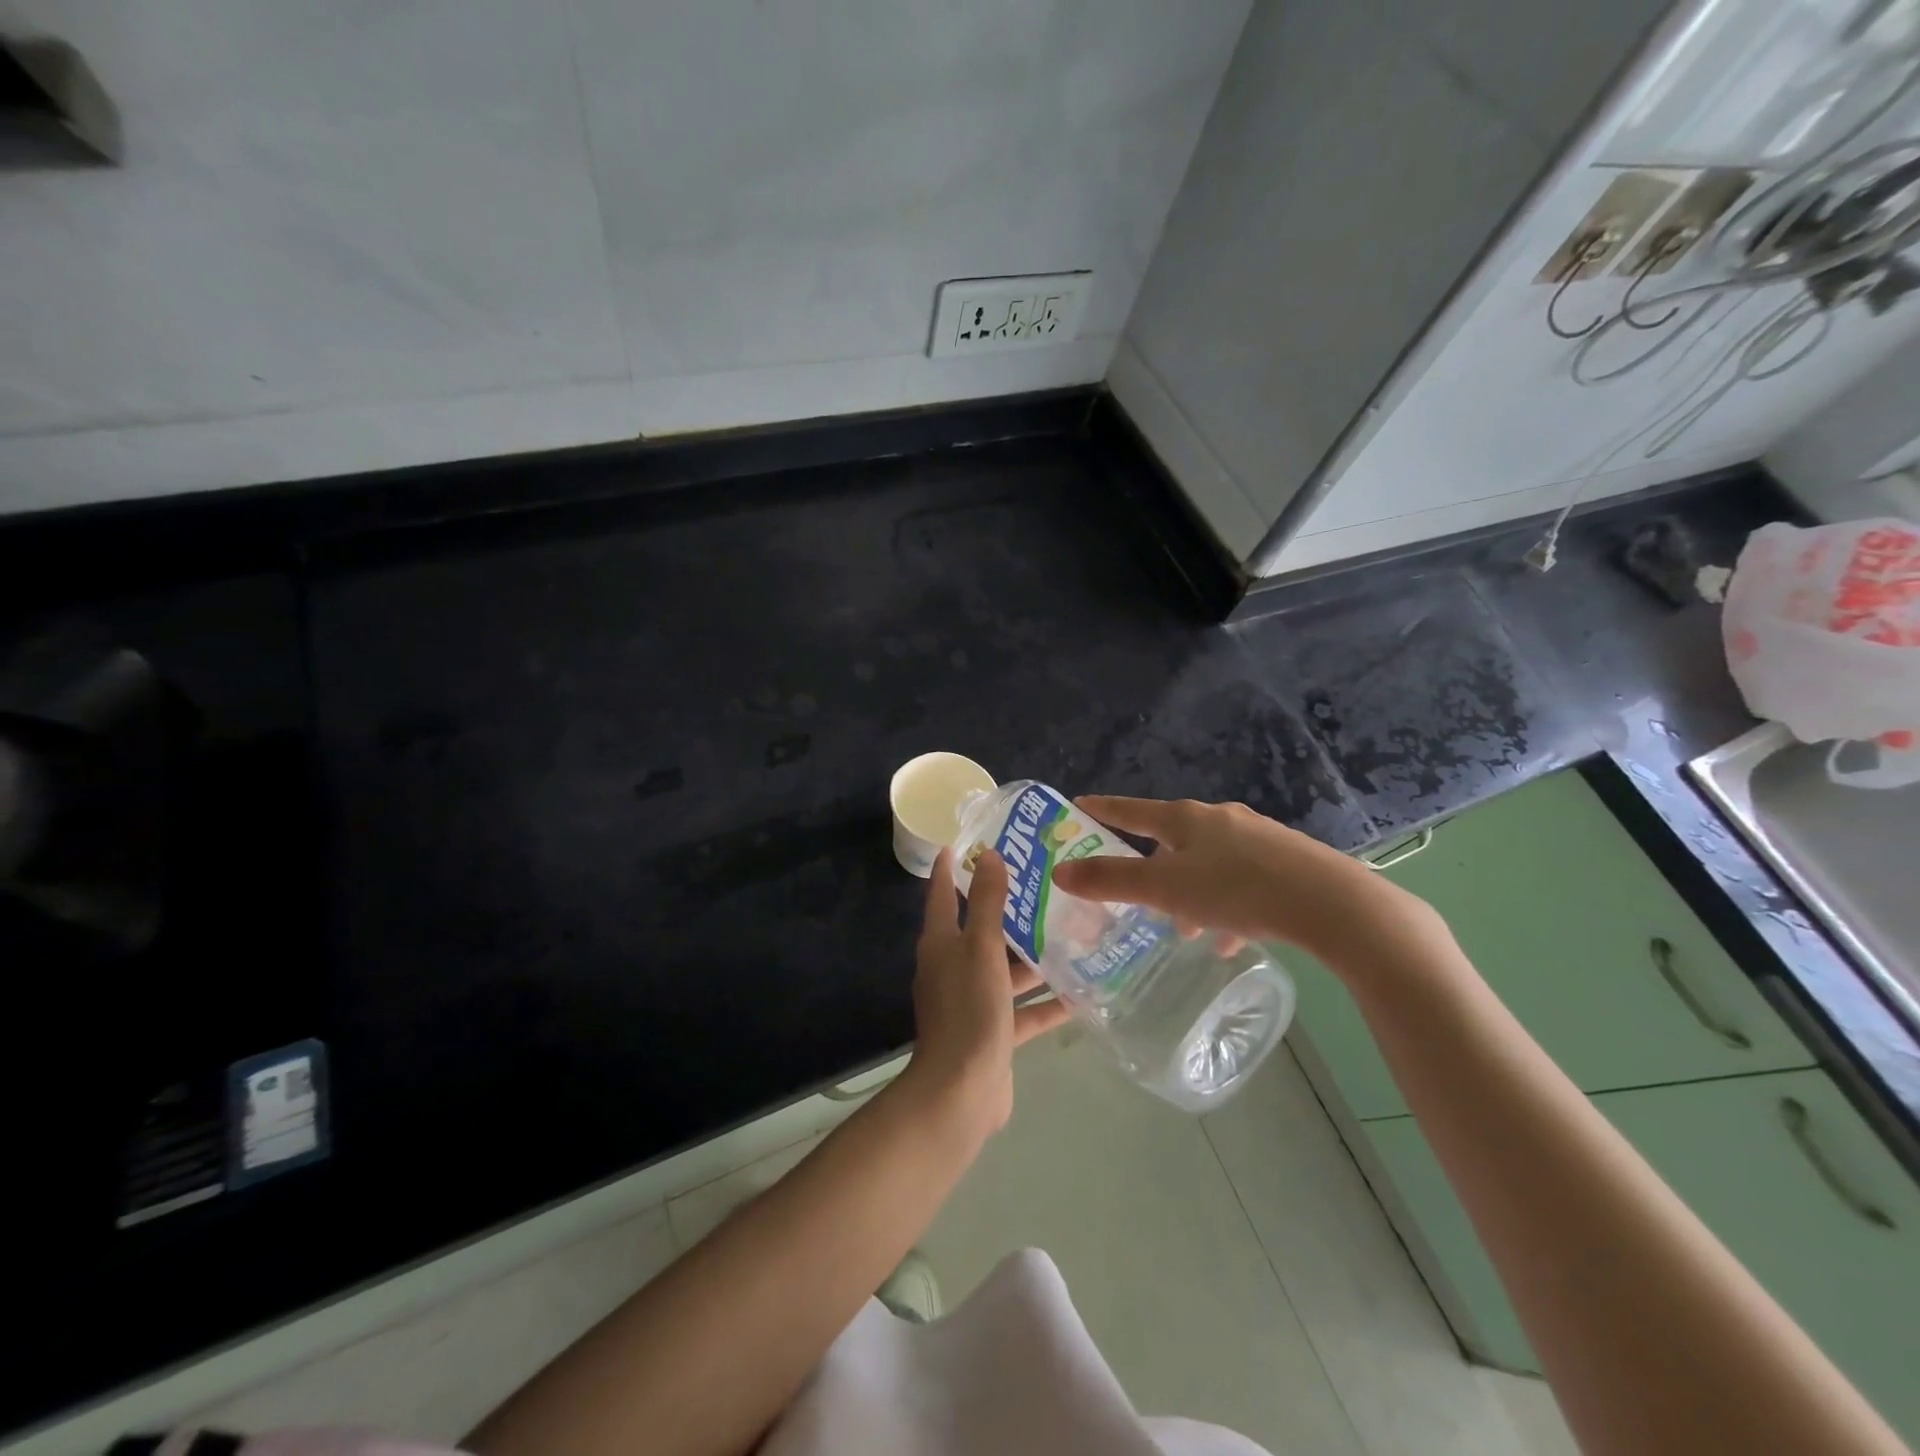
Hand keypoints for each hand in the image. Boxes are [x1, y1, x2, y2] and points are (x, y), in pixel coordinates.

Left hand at [904, 847, 1071, 1137]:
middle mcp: (953, 969)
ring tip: (1071, 935)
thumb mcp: (980, 948)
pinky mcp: (994, 1033)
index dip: (950, 869)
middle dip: (1008, 911)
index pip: (943, 895)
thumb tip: (990, 856)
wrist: (961, 1091)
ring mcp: (974, 1003)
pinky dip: (1046, 1004)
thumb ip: (988, 904)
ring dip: (1033, 958)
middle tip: (1043, 886)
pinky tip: (1080, 993)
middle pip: (981, 931)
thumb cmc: (968, 1008)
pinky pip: (1023, 1011)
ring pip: (1006, 971)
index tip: (963, 843)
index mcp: (941, 944)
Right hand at [1048, 796, 1438, 968]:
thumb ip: (1111, 881)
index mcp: (1186, 819)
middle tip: (1135, 890)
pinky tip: (1228, 939)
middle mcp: (1220, 820)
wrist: (1332, 904)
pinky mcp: (1286, 863)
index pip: (1131, 810)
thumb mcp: (1166, 889)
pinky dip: (1225, 906)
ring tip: (1183, 928)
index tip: (1079, 805)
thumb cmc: (1237, 890)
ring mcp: (1257, 839)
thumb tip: (1060, 871)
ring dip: (1189, 892)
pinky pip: (1242, 883)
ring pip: (1208, 863)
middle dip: (1151, 864)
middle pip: (1172, 838)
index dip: (1103, 809)